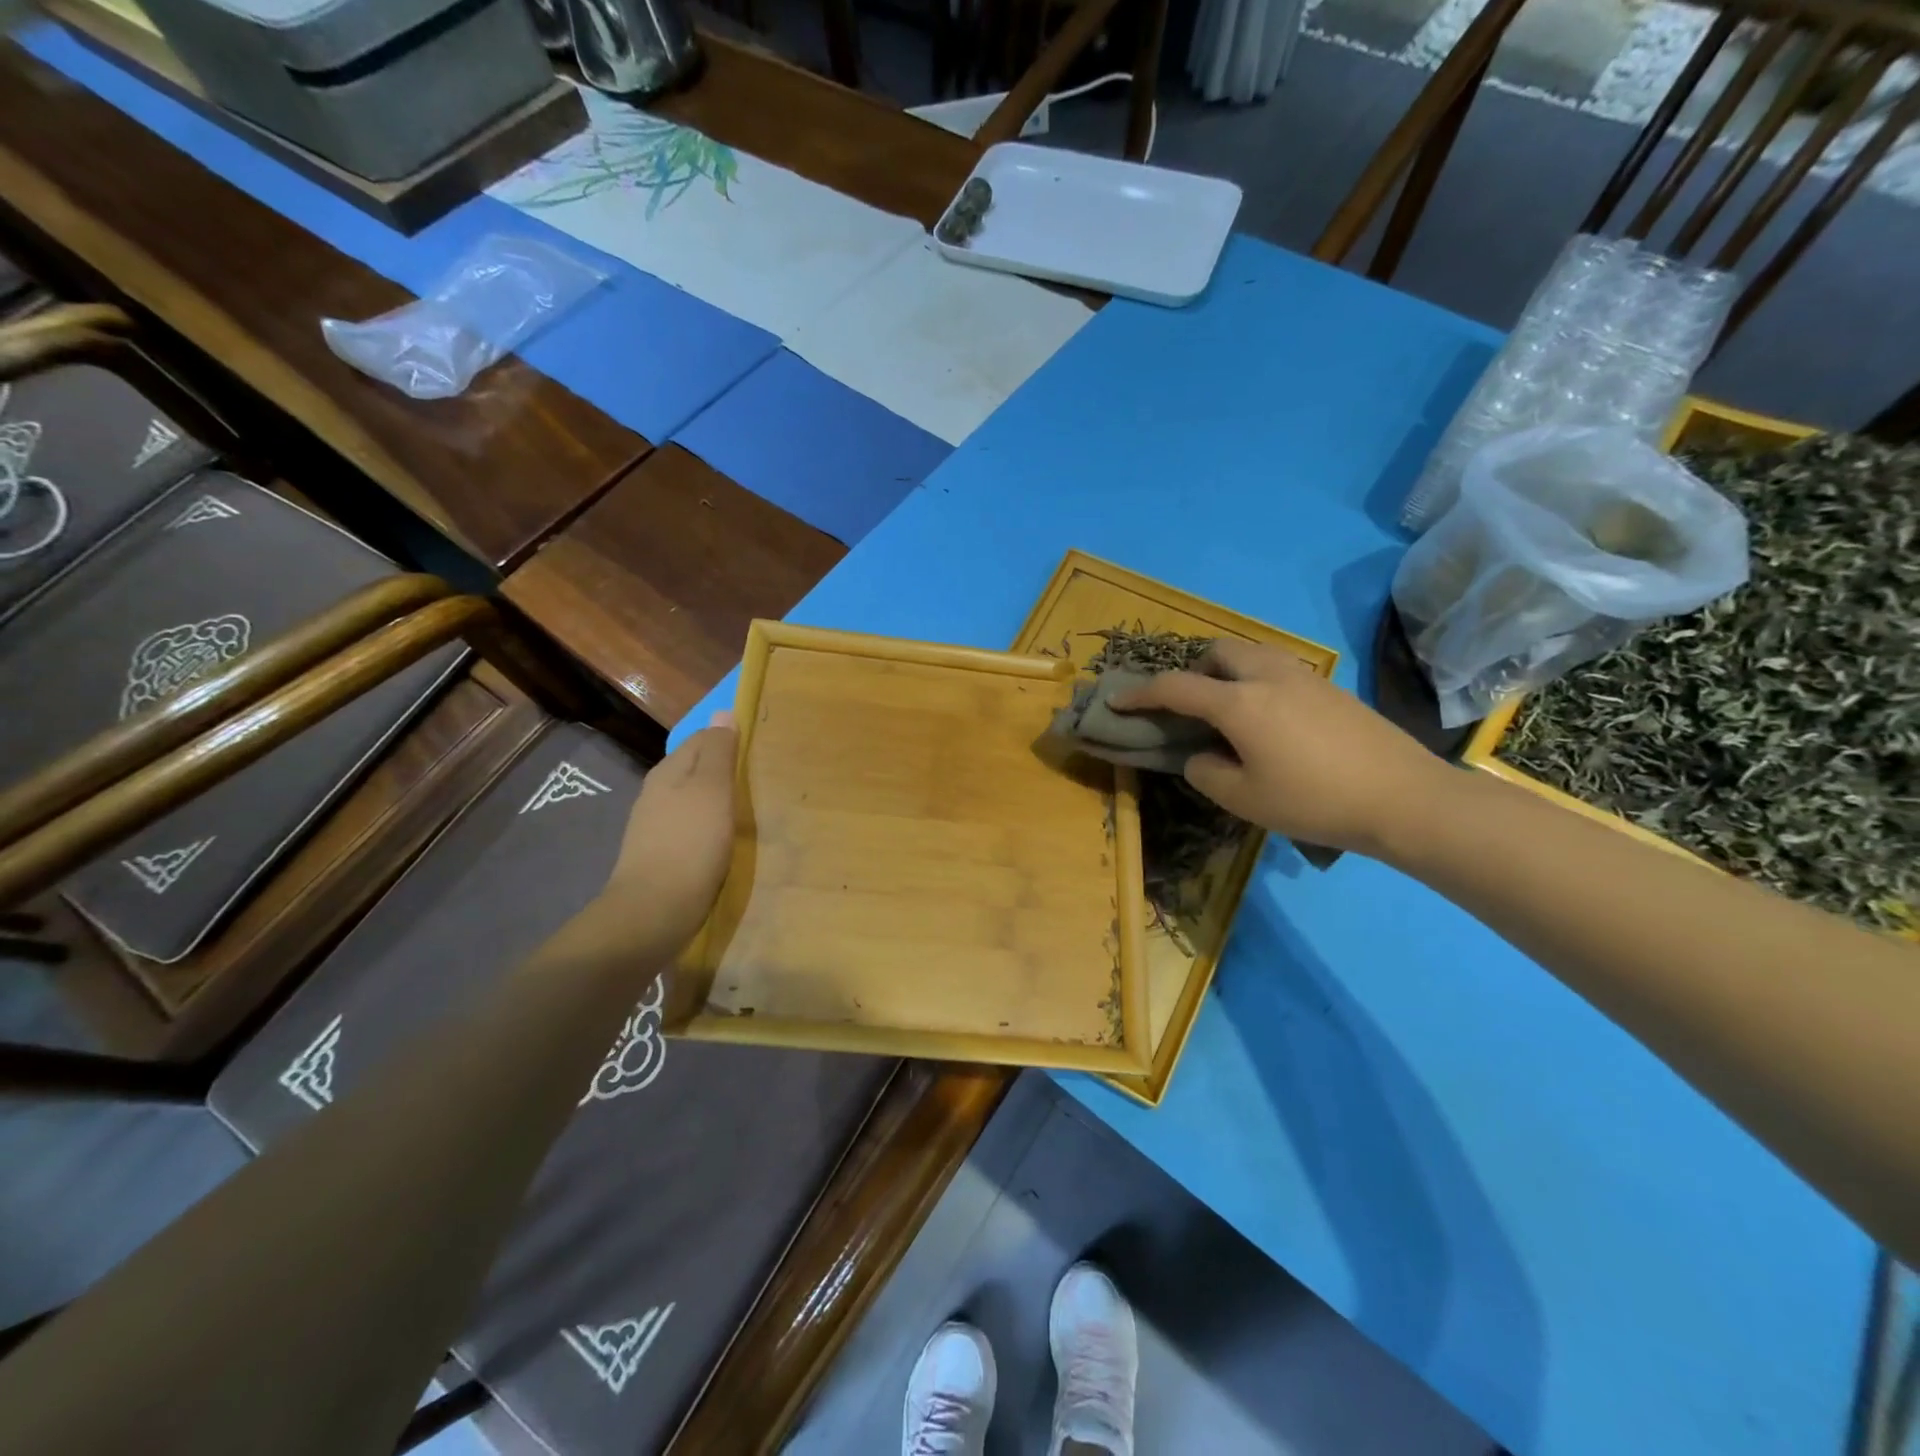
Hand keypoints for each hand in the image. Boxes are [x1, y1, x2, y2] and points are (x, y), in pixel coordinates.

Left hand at [591, 714, 738, 955]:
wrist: (654, 912)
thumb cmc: (689, 845)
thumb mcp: (711, 791)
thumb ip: (718, 752)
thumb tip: (723, 712)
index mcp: (668, 772)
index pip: (703, 738)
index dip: (731, 740)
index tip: (762, 751)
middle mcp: (657, 793)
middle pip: (697, 770)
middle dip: (726, 771)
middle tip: (763, 781)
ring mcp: (657, 826)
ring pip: (695, 800)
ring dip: (720, 801)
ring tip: (751, 810)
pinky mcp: (663, 854)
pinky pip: (693, 828)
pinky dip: (712, 827)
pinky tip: (728, 840)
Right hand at [1111, 641, 1448, 857]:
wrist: (1404, 798)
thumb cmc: (1314, 801)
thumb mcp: (1243, 799)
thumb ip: (1206, 772)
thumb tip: (1201, 756)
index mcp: (1239, 702)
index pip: (1175, 687)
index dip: (1140, 694)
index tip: (1117, 701)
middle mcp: (1268, 676)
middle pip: (1218, 651)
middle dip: (1192, 670)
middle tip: (1189, 707)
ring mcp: (1305, 677)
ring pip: (1252, 654)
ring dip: (1226, 672)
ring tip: (1227, 711)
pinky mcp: (1331, 688)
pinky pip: (1278, 668)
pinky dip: (1256, 681)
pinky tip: (1268, 720)